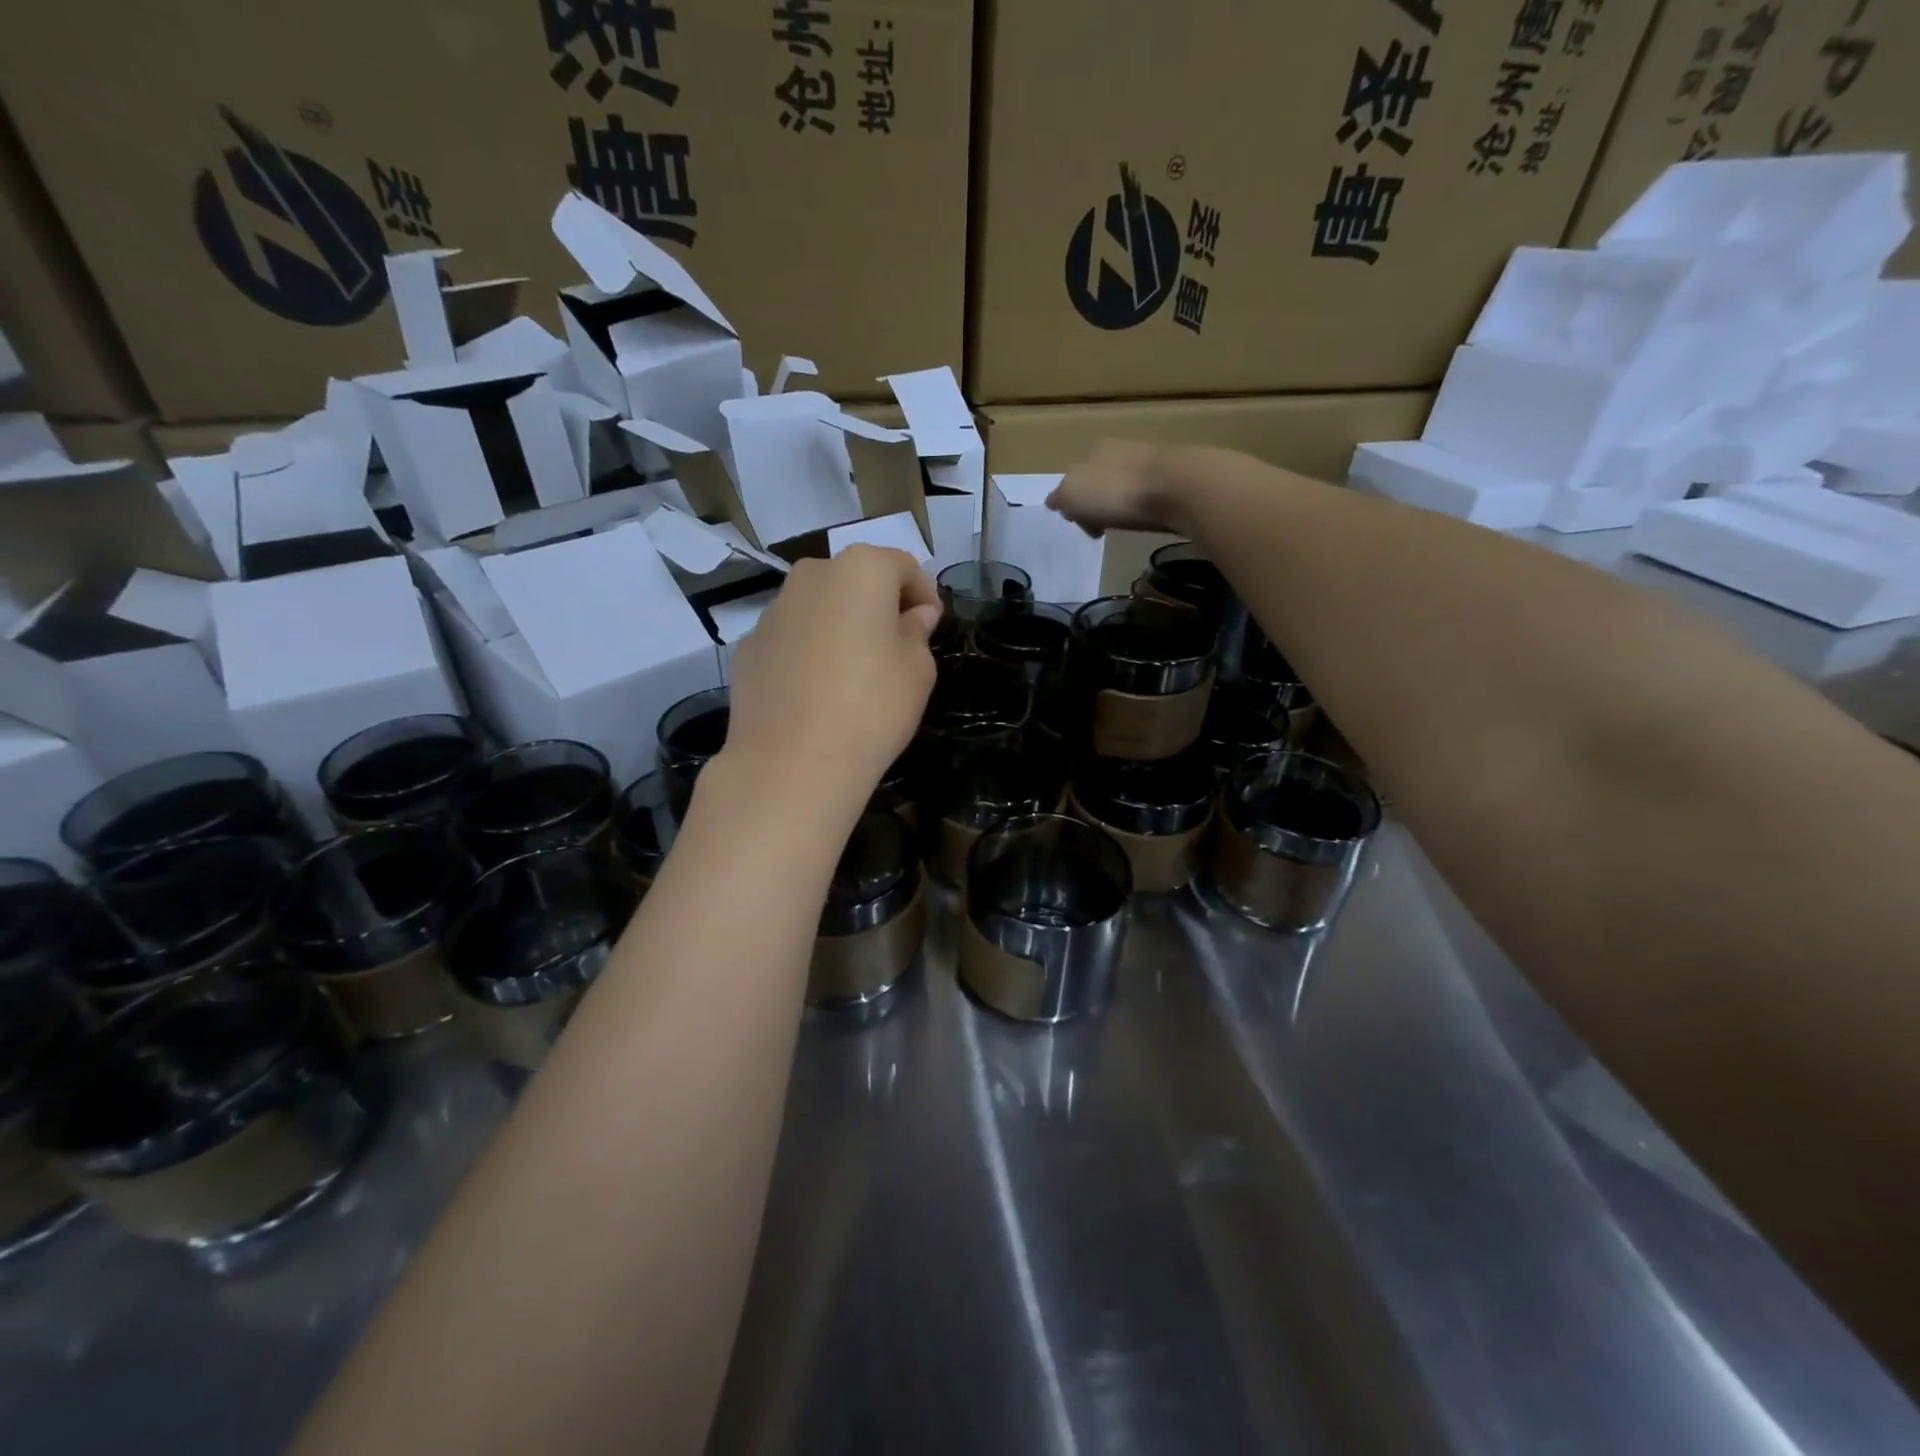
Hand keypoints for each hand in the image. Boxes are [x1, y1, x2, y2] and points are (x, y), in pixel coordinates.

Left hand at [723, 546, 940, 806]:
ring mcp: (772, 611)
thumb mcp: (917, 671)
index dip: (924, 595)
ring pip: (819, 609)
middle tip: (895, 648)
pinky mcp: (748, 647)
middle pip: (855, 581)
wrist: (791, 764)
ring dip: (840, 628)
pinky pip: (792, 639)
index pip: (903, 566)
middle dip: (878, 606)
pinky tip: (816, 694)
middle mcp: (811, 576)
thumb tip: (914, 616)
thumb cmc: (871, 708)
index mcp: (860, 570)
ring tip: (853, 675)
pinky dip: (808, 652)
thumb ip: (917, 632)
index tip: (932, 628)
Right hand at [1046, 439, 1187, 537]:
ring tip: (1127, 525)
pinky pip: (1150, 493)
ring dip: (1121, 506)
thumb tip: (1054, 501)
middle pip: (1100, 482)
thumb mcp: (1074, 495)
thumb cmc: (1118, 492)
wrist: (1179, 487)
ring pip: (1125, 487)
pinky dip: (1144, 506)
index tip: (1083, 527)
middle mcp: (1122, 448)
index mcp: (1095, 450)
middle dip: (1098, 505)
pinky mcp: (1175, 475)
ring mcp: (1151, 460)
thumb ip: (1060, 497)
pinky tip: (1148, 517)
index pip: (1075, 479)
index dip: (1074, 505)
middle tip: (1103, 529)